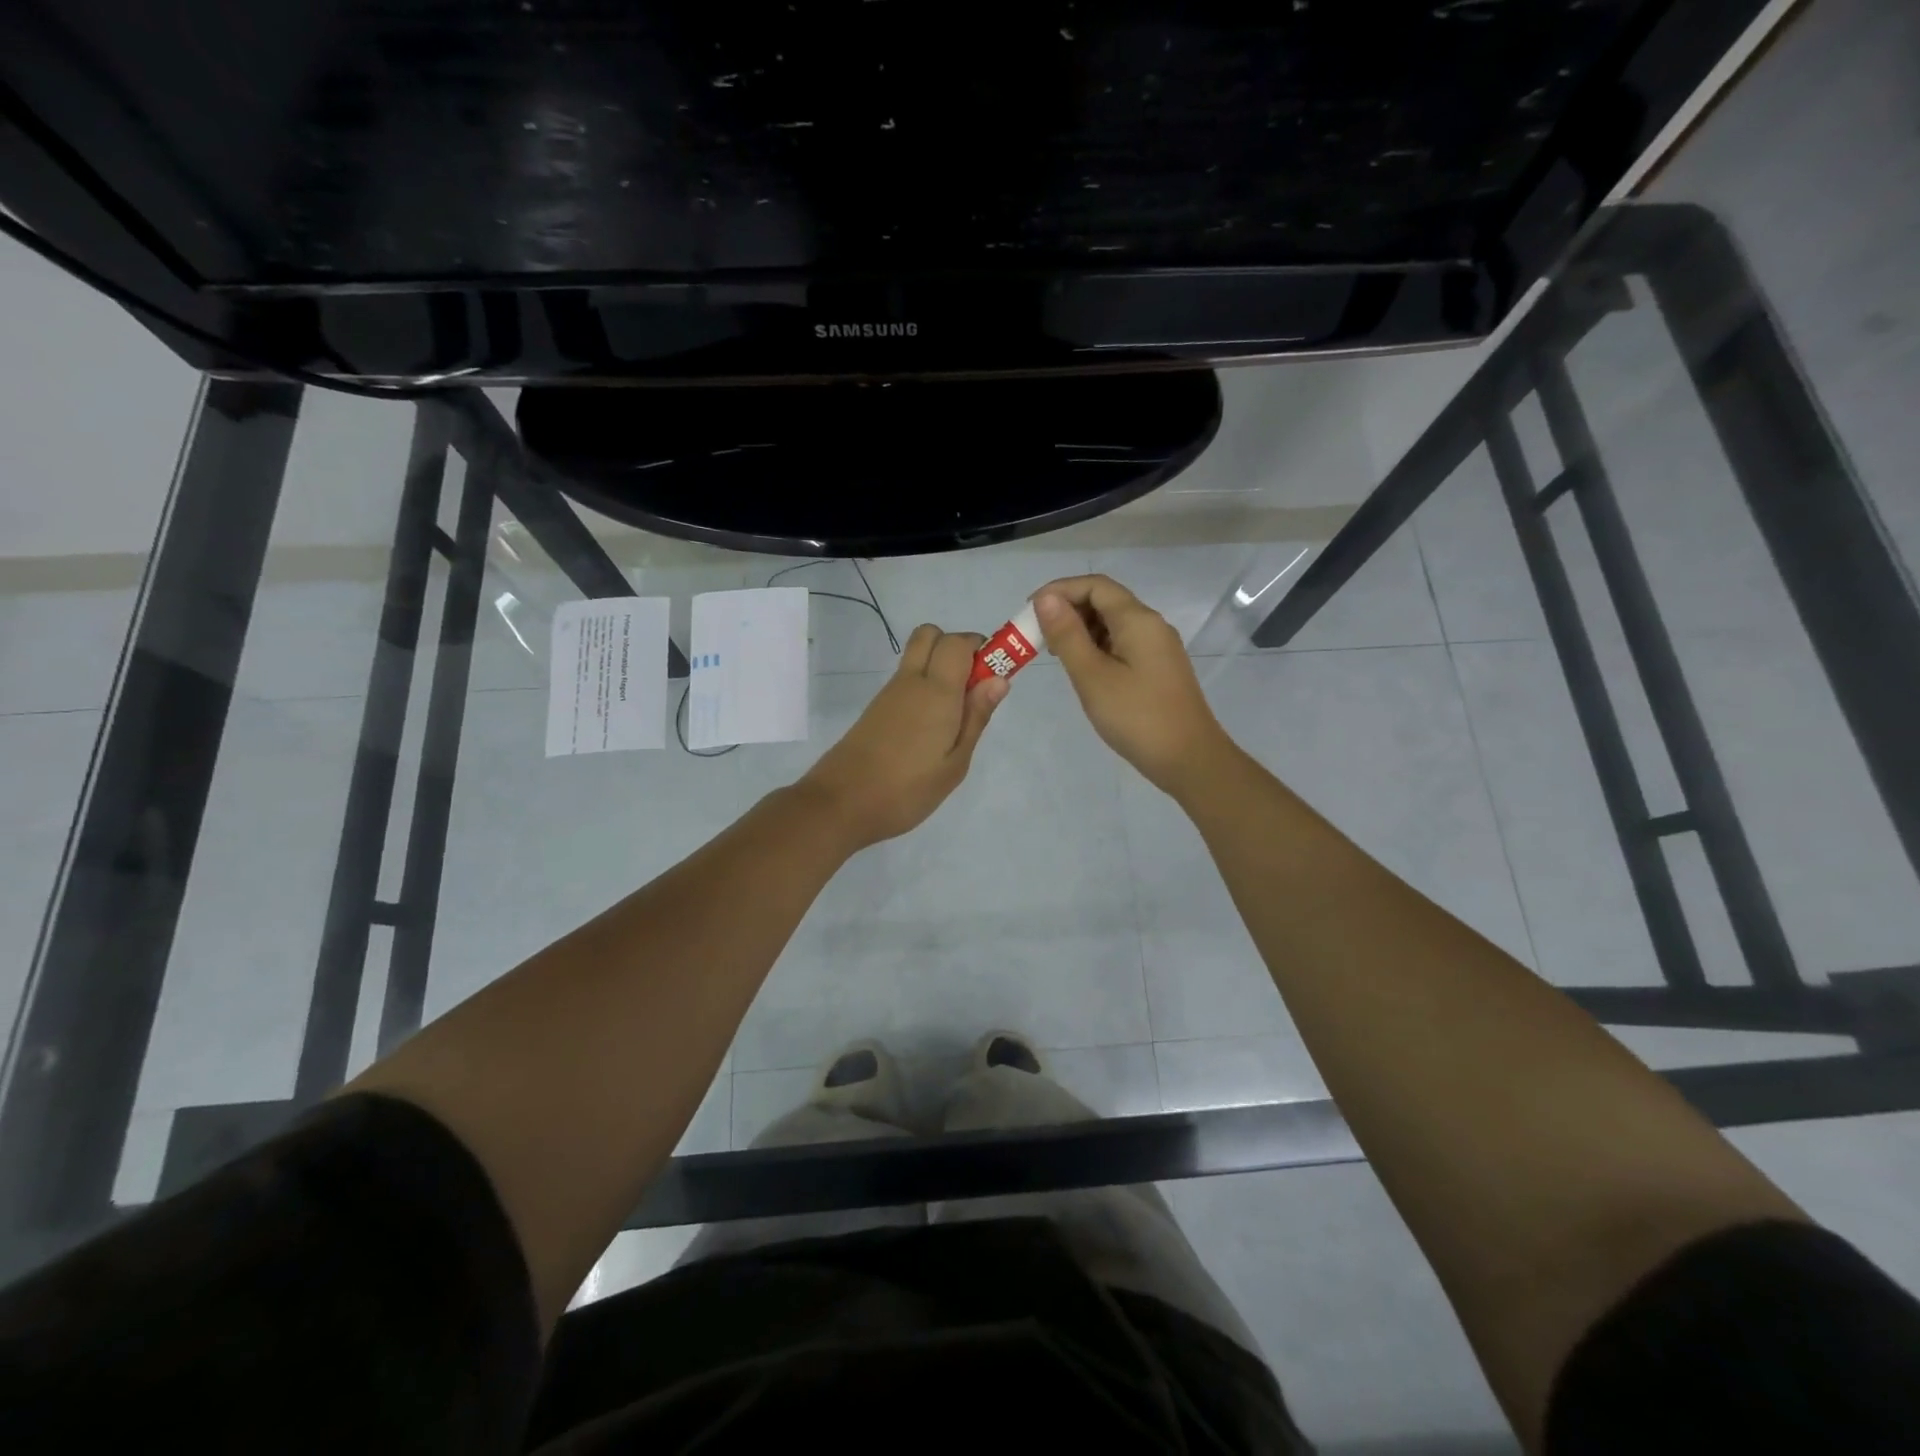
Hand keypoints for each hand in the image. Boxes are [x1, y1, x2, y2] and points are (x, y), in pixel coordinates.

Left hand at [798, 623, 1007, 850]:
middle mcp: (911, 681)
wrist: (841, 804)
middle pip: (931, 635)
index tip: (994, 676)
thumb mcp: (954, 764)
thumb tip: (999, 678)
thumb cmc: (907, 790)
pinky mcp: (876, 708)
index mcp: (936, 691)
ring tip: (953, 716)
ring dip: (939, 667)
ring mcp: (889, 693)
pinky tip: (929, 728)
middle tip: (972, 687)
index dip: (981, 648)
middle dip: (957, 647)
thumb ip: (976, 717)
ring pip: (917, 656)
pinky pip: (905, 679)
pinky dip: (923, 686)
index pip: (958, 641)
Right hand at [1033, 575, 1231, 796]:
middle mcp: (1151, 625)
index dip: (1059, 590)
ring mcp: (1157, 647)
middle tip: (1036, 636)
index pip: (1095, 585)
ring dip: (1080, 630)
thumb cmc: (1136, 717)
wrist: (1189, 759)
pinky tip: (1082, 669)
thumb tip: (1045, 599)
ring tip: (1053, 654)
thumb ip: (1067, 635)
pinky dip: (1097, 647)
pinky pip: (1122, 644)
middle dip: (1067, 611)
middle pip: (1105, 601)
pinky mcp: (1158, 668)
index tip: (1029, 611)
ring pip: (1113, 623)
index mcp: (1138, 620)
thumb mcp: (1092, 676)